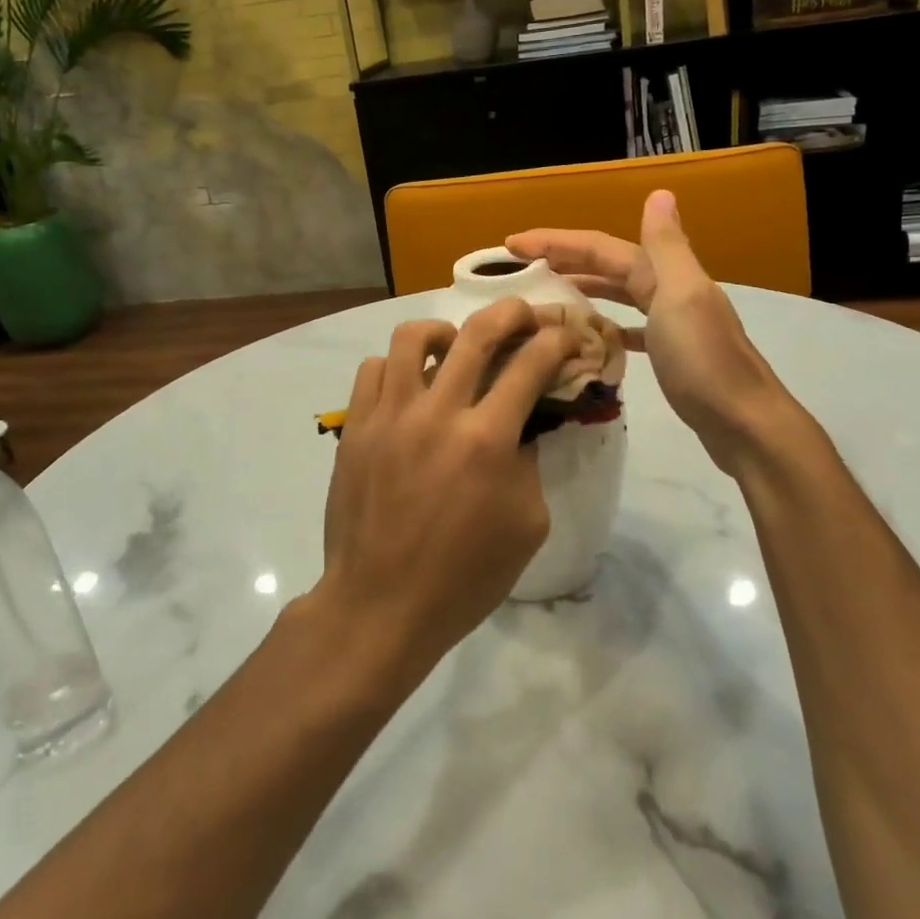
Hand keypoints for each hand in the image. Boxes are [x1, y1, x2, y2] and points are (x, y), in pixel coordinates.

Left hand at [312, 299, 582, 683]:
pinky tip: (409, 386)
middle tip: (522, 317)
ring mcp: (389, 415)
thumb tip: (520, 424)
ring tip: (454, 347)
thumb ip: (528, 463)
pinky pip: (372, 369)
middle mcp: (437, 413)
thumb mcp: (526, 525)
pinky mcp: (355, 427)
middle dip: (510, 313)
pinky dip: (397, 366)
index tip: (564, 336)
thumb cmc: (463, 576)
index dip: (555, 341)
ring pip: (412, 337)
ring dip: (444, 331)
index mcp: (486, 440)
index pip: (530, 364)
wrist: (381, 605)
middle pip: (477, 332)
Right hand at [507, 190, 795, 473]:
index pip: (601, 248)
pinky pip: (628, 328)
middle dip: (565, 259)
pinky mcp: (670, 354)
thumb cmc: (704, 362)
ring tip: (546, 292)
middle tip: (519, 265)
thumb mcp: (681, 296)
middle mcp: (668, 290)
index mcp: (665, 274)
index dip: (557, 241)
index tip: (511, 244)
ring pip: (618, 294)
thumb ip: (666, 246)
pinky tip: (590, 333)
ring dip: (583, 286)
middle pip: (608, 266)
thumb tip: (659, 193)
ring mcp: (671, 323)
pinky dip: (606, 324)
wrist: (745, 423)